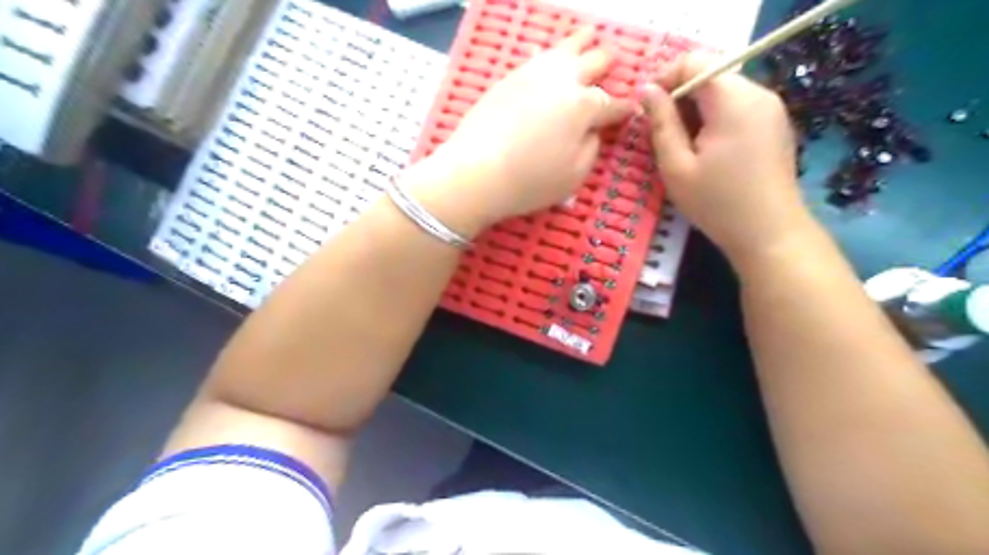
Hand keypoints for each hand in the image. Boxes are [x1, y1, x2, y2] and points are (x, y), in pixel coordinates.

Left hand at [414, 27, 637, 231]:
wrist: (476, 172)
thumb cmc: (530, 181)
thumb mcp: (574, 176)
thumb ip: (591, 148)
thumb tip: (592, 131)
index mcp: (584, 107)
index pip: (612, 105)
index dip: (624, 108)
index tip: (631, 110)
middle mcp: (562, 82)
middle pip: (591, 64)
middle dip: (606, 62)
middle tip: (613, 58)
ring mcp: (532, 76)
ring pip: (563, 50)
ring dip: (580, 42)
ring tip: (589, 35)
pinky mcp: (508, 79)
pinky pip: (534, 58)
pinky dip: (547, 53)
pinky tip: (547, 52)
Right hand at [641, 52, 811, 263]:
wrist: (769, 233)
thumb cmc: (716, 203)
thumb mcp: (676, 166)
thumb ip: (660, 123)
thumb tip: (646, 90)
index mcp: (733, 100)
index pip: (694, 62)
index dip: (665, 79)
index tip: (647, 110)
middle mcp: (757, 93)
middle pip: (710, 76)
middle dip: (680, 98)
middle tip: (661, 135)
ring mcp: (771, 108)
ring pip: (722, 92)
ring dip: (696, 111)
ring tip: (682, 147)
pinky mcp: (774, 124)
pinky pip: (737, 107)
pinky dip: (715, 119)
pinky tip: (707, 152)